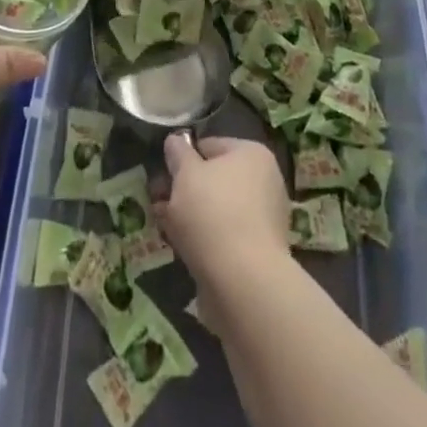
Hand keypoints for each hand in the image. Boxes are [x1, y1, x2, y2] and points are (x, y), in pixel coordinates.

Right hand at [154, 135, 290, 288]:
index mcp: (252, 154)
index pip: (210, 146)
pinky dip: (207, 241)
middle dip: (186, 191)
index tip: (163, 177)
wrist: (244, 284)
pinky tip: (185, 251)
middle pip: (215, 179)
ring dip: (193, 218)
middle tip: (160, 205)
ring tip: (167, 230)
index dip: (183, 159)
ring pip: (219, 210)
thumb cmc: (213, 215)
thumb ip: (178, 154)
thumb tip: (175, 141)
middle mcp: (265, 181)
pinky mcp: (261, 253)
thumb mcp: (186, 175)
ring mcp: (266, 219)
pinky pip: (227, 237)